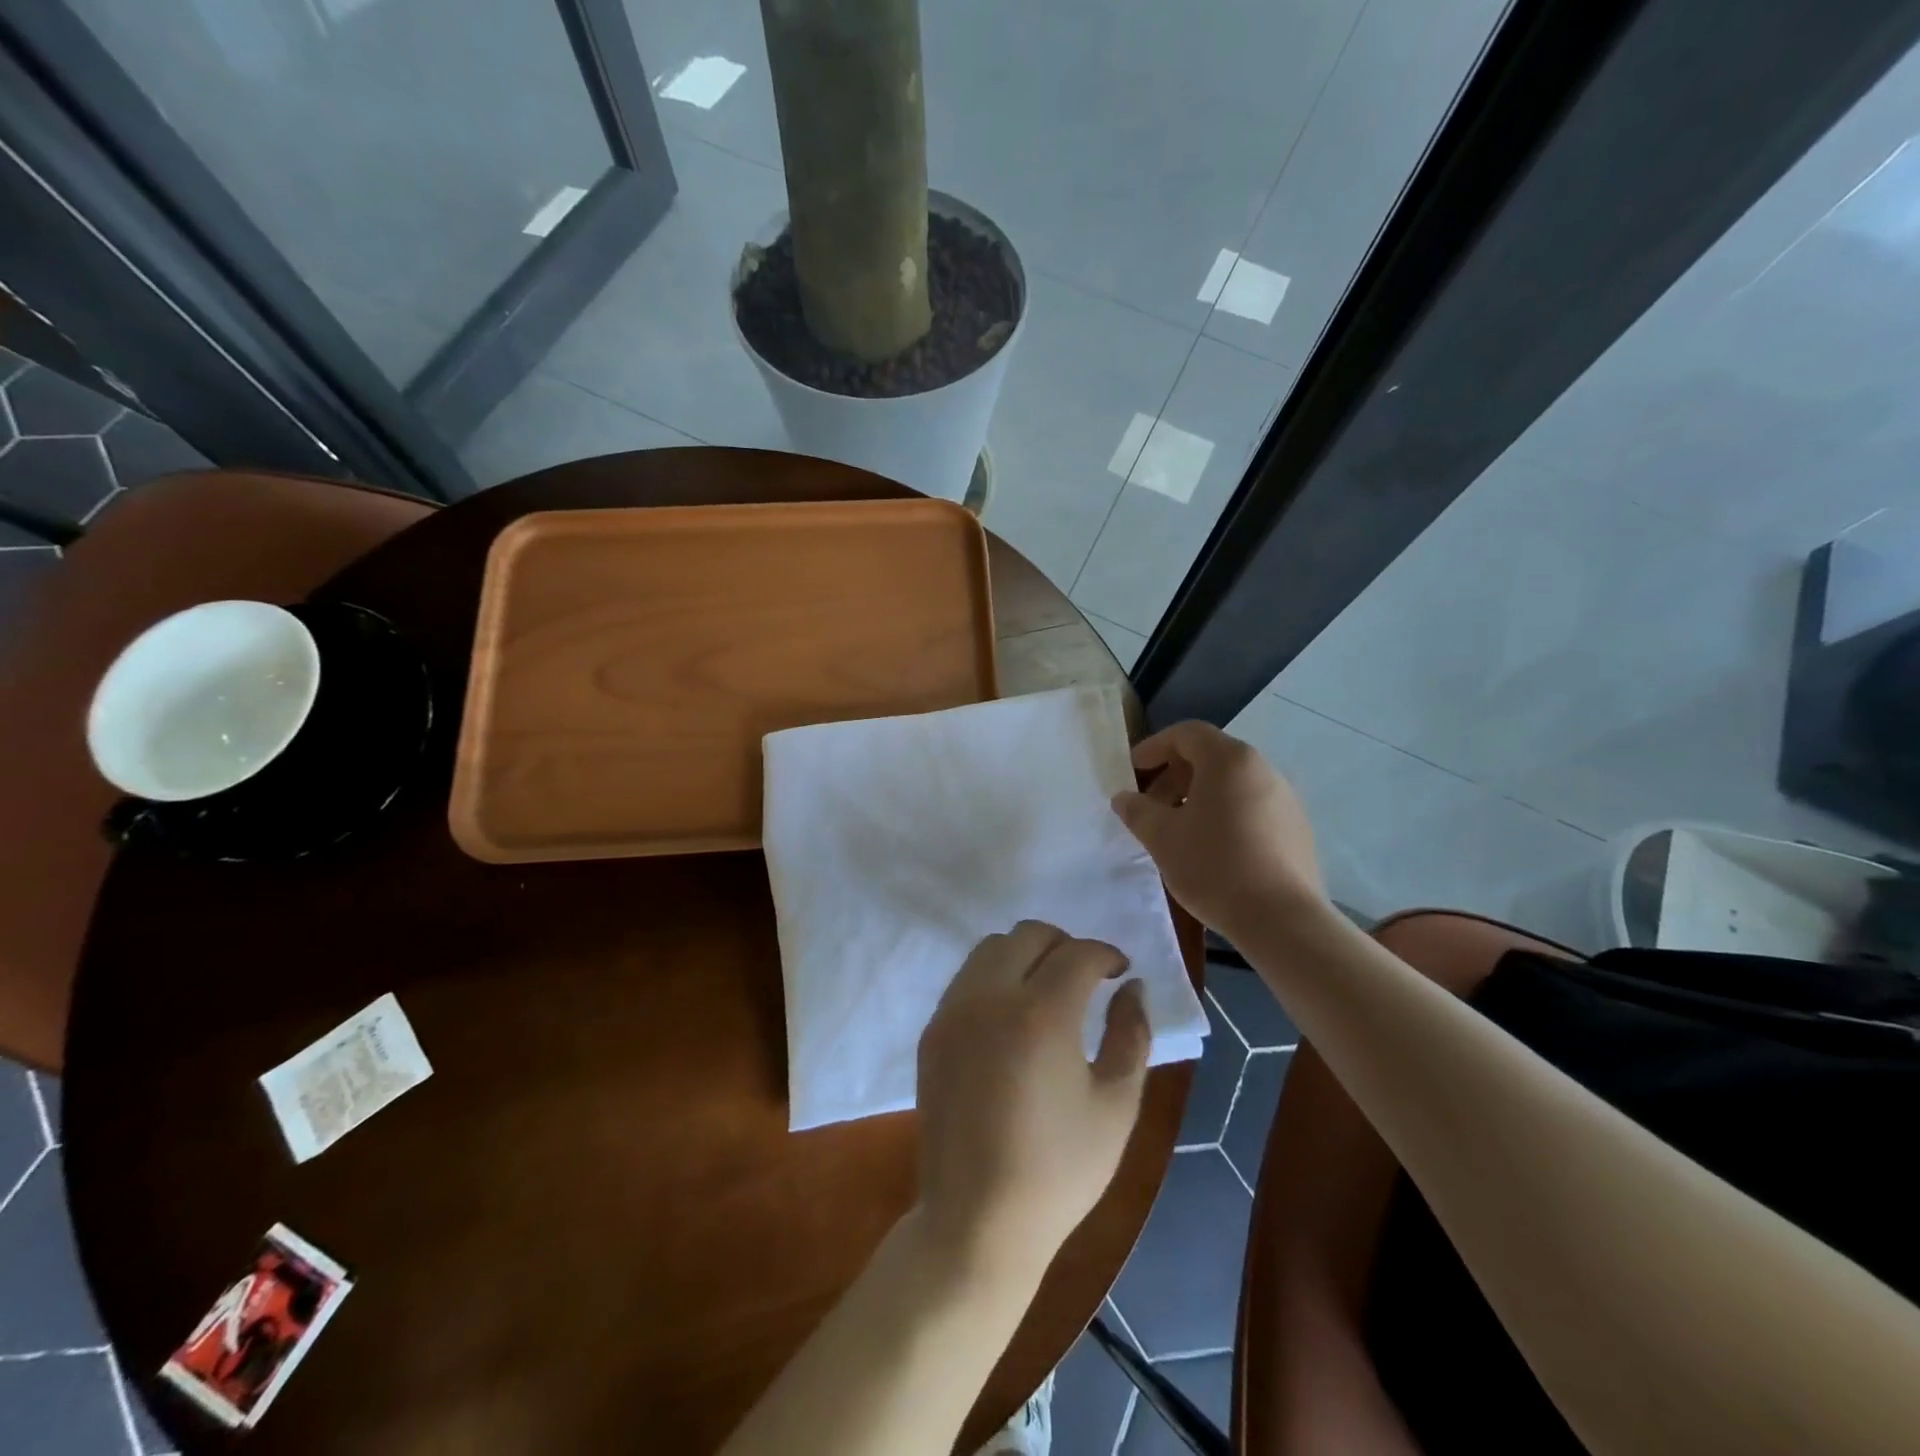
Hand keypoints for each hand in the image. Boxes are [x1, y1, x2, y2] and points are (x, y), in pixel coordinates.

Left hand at [916, 921, 1150, 1279]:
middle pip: (1027, 934)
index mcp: (1039, 1014)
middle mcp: (989, 997)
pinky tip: (1012, 1017)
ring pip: (990, 948)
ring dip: (1025, 954)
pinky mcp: (932, 1031)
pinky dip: (994, 977)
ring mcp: (953, 1012)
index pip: (1077, 953)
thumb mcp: (1116, 1106)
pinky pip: (966, 979)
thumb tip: (1133, 986)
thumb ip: (1132, 1034)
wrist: (977, 1221)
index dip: (1105, 954)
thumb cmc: (1059, 1170)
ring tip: (1048, 991)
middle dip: (1064, 944)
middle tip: (1086, 977)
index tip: (1120, 971)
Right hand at [1110, 721, 1323, 937]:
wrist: (1281, 920)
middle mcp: (1263, 769)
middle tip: (1150, 807)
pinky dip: (1225, 815)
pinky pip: (1252, 808)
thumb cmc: (1213, 866)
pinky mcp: (1297, 829)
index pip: (1187, 734)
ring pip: (1232, 784)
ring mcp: (1285, 799)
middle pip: (1211, 757)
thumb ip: (1137, 810)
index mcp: (1230, 760)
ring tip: (1178, 831)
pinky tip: (1211, 850)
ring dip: (1198, 798)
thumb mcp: (1162, 837)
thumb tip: (1124, 798)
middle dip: (1174, 776)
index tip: (1132, 772)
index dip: (1154, 747)